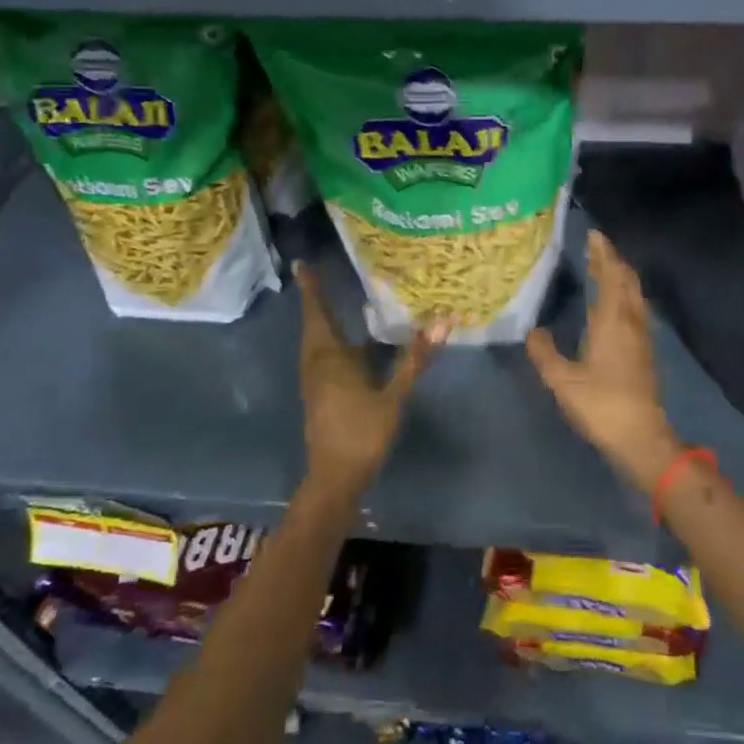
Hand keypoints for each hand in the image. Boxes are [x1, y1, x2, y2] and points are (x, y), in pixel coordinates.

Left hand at [297, 262, 445, 499]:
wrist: (335, 478)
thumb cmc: (363, 434)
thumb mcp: (394, 396)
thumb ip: (415, 359)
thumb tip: (442, 323)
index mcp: (329, 359)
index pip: (318, 314)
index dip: (311, 290)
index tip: (301, 265)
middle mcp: (316, 365)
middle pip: (313, 325)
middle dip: (315, 300)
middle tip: (317, 276)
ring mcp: (314, 381)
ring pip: (314, 342)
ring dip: (319, 320)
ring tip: (328, 301)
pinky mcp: (318, 394)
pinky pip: (319, 356)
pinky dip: (326, 340)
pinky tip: (344, 343)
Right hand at [527, 230, 680, 492]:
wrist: (641, 437)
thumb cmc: (601, 404)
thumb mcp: (562, 380)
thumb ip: (545, 353)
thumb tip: (532, 332)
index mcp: (612, 320)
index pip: (610, 275)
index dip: (603, 253)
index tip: (594, 234)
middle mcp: (631, 320)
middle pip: (628, 280)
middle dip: (614, 260)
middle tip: (596, 248)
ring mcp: (642, 336)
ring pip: (635, 294)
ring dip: (621, 277)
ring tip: (604, 270)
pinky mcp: (646, 352)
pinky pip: (636, 309)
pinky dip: (625, 295)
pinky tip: (614, 306)